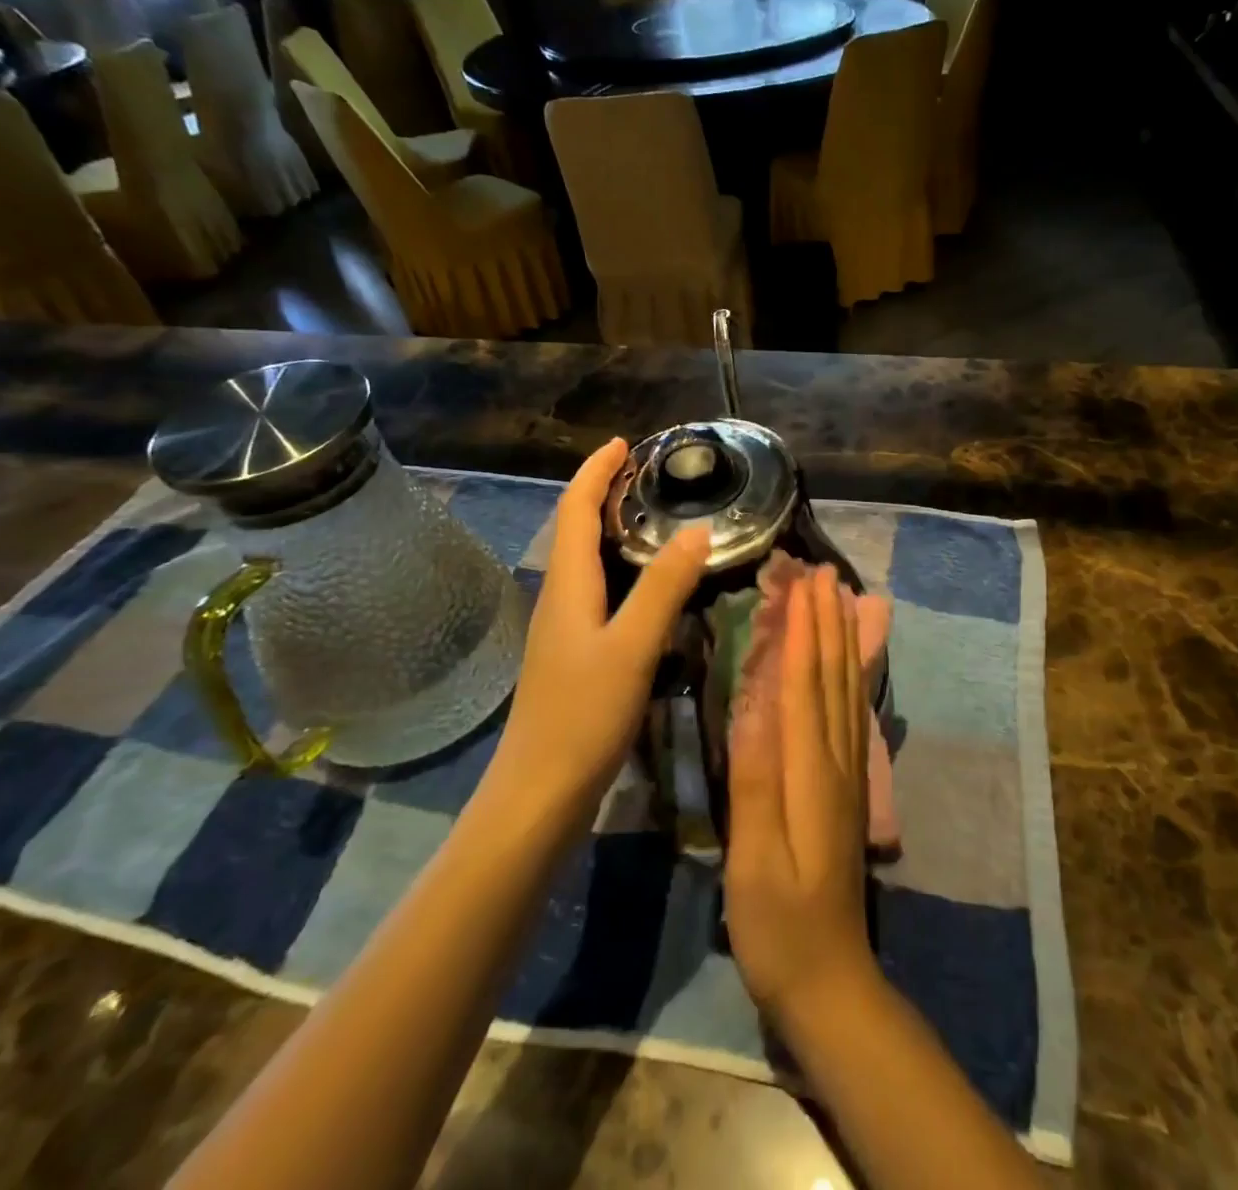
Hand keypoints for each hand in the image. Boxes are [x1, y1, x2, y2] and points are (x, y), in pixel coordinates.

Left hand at [491, 439, 709, 823]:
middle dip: (605, 493)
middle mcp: (560, 598)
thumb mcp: (632, 647)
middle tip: (651, 476)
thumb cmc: (582, 715)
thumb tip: (698, 530)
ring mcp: (564, 629)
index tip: (625, 443)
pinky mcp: (574, 655)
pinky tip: (649, 587)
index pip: (574, 508)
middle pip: (576, 529)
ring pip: (587, 562)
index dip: (596, 471)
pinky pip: (598, 592)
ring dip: (613, 530)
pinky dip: (621, 570)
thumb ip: (664, 587)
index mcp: (567, 585)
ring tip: (657, 519)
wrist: (538, 795)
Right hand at [725, 566, 880, 1025]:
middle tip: (824, 572)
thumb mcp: (754, 859)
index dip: (804, 631)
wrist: (830, 982)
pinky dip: (851, 677)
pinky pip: (852, 717)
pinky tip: (849, 664)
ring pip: (848, 691)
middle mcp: (837, 762)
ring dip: (844, 641)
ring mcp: (849, 775)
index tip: (802, 583)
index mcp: (810, 773)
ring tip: (841, 599)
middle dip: (828, 621)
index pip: (806, 685)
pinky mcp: (849, 789)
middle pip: (833, 678)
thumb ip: (755, 780)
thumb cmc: (778, 924)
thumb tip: (754, 704)